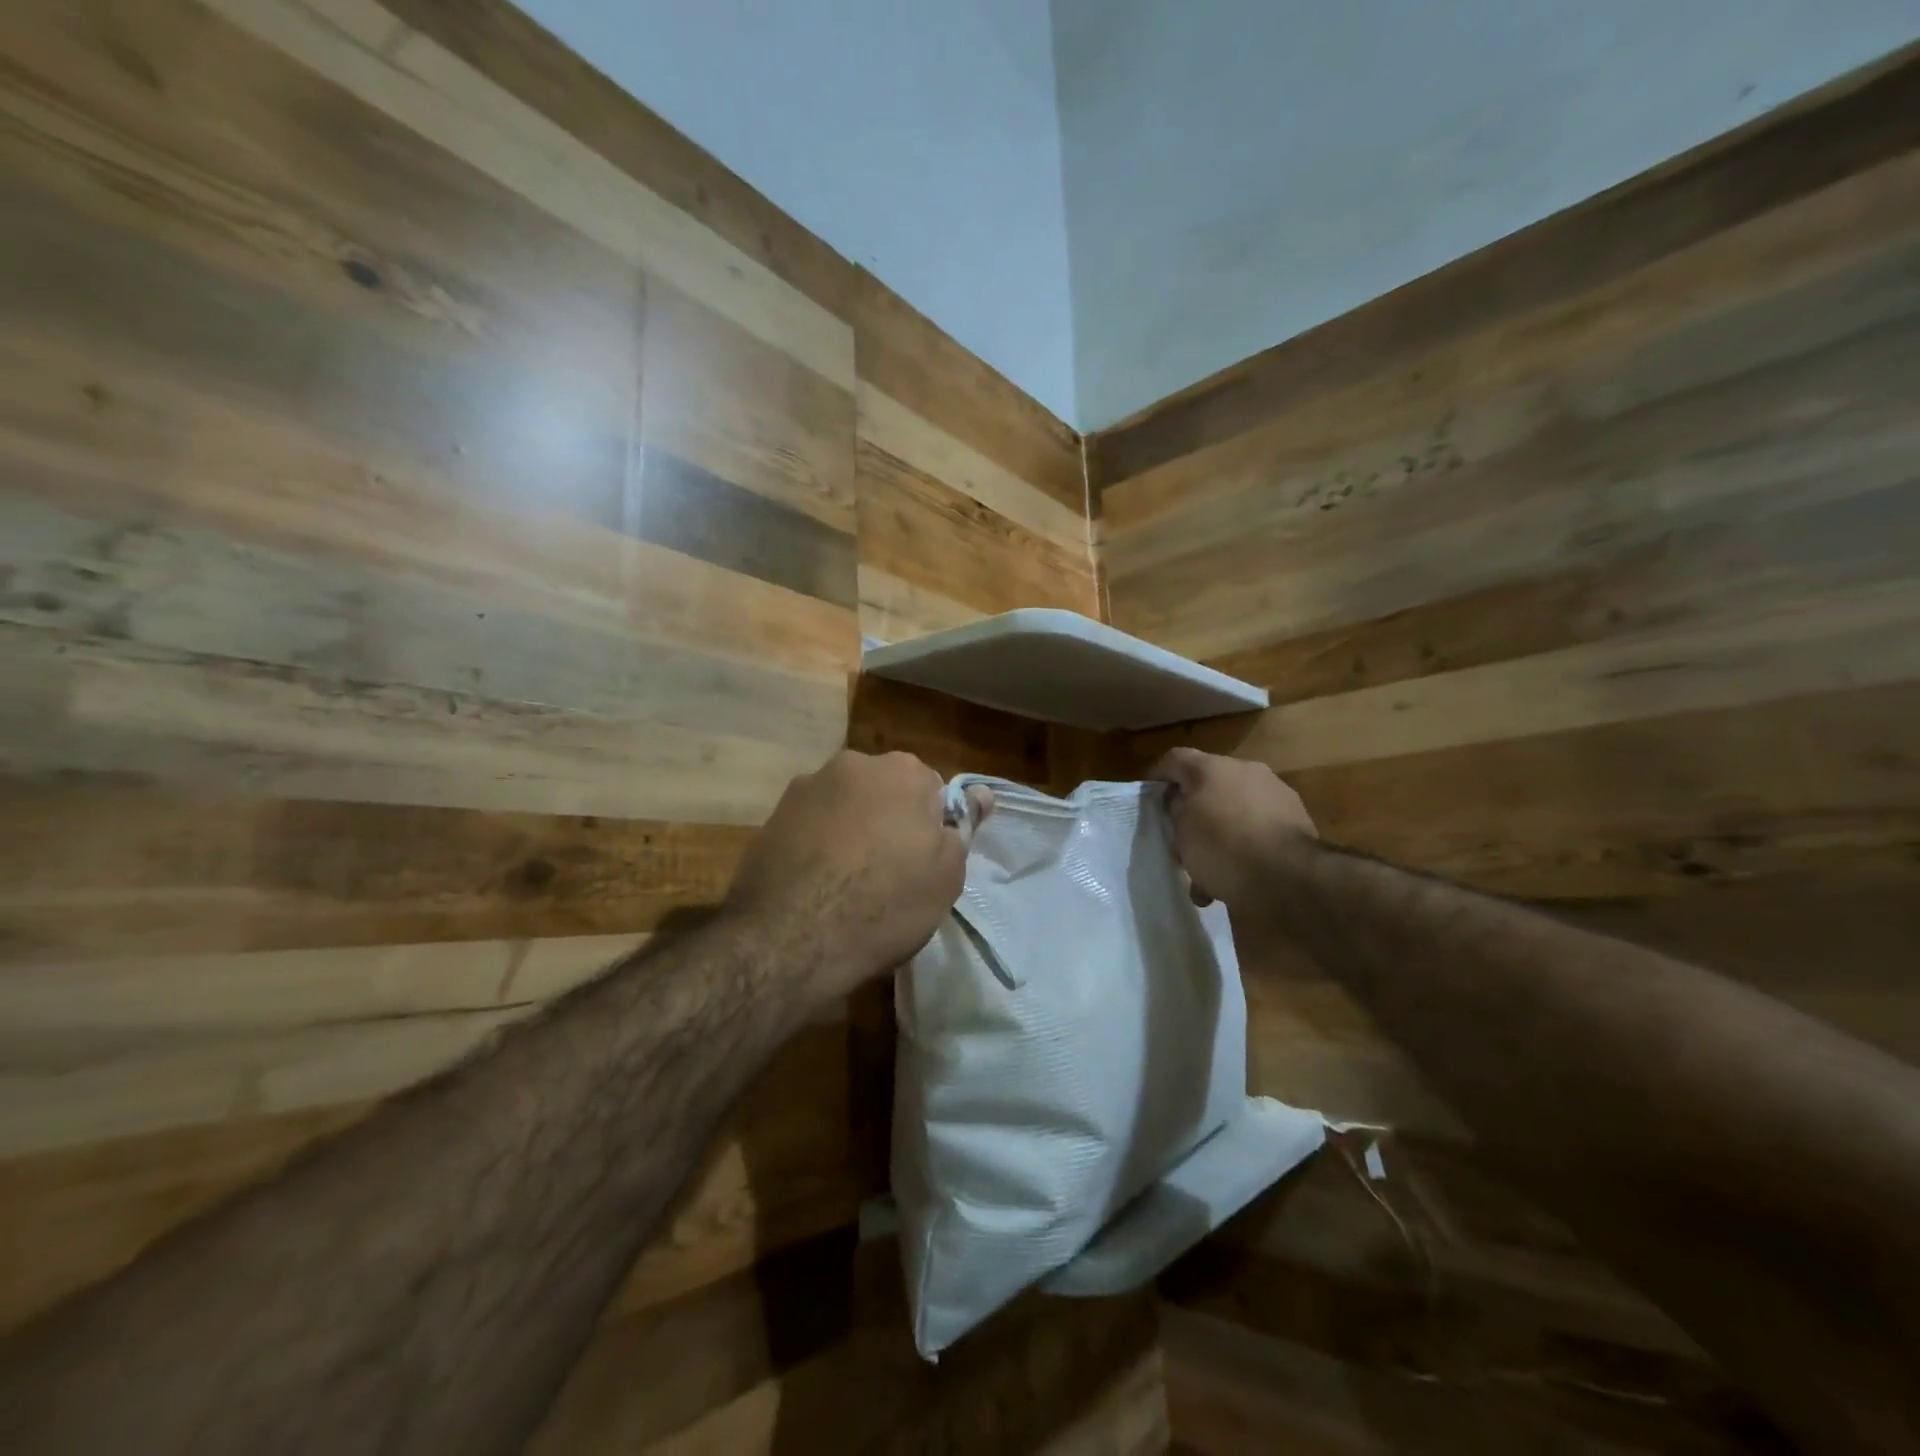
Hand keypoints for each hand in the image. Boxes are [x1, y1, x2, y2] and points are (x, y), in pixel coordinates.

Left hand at [723, 750, 992, 1000]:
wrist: (791, 939)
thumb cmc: (886, 903)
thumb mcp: (946, 874)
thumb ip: (962, 827)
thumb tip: (980, 793)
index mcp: (902, 770)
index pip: (932, 791)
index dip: (931, 830)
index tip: (923, 865)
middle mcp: (852, 764)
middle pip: (885, 793)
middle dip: (890, 822)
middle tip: (889, 874)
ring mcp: (805, 788)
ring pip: (845, 808)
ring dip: (851, 832)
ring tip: (847, 884)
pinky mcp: (771, 817)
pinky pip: (811, 827)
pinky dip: (818, 846)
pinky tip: (816, 885)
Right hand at [1147, 747, 1316, 908]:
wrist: (1291, 878)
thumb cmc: (1223, 847)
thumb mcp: (1182, 831)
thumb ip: (1176, 811)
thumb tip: (1182, 804)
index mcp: (1213, 767)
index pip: (1175, 759)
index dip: (1158, 776)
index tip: (1149, 798)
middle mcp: (1247, 771)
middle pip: (1208, 786)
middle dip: (1192, 813)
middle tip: (1180, 841)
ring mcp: (1276, 795)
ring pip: (1234, 812)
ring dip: (1218, 836)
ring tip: (1207, 873)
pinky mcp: (1297, 821)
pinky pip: (1258, 831)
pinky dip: (1244, 849)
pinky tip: (1234, 881)